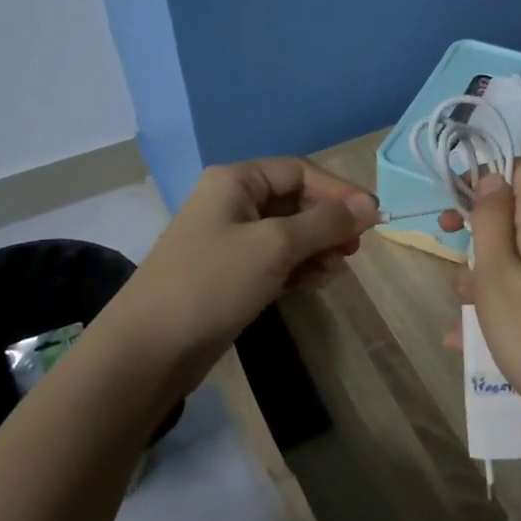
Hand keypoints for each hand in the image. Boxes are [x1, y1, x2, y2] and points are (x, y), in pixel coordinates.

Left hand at [103, 158, 377, 386]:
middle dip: (328, 223)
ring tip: (333, 271)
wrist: (149, 349)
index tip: (371, 218)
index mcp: (236, 181)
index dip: (338, 191)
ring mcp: (230, 240)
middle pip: (296, 201)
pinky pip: (277, 260)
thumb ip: (326, 223)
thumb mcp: (275, 246)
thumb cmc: (213, 282)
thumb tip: (370, 205)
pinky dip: (299, 267)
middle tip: (353, 250)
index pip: (300, 172)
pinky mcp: (231, 274)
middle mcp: (233, 202)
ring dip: (317, 248)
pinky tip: (315, 282)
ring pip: (290, 233)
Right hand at [441, 161, 520, 437]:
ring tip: (461, 309)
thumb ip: (492, 220)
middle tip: (446, 252)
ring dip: (485, 272)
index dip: (486, 176)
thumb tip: (491, 176)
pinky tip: (470, 335)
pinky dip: (502, 298)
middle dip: (478, 230)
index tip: (455, 200)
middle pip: (517, 214)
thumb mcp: (498, 275)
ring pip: (519, 254)